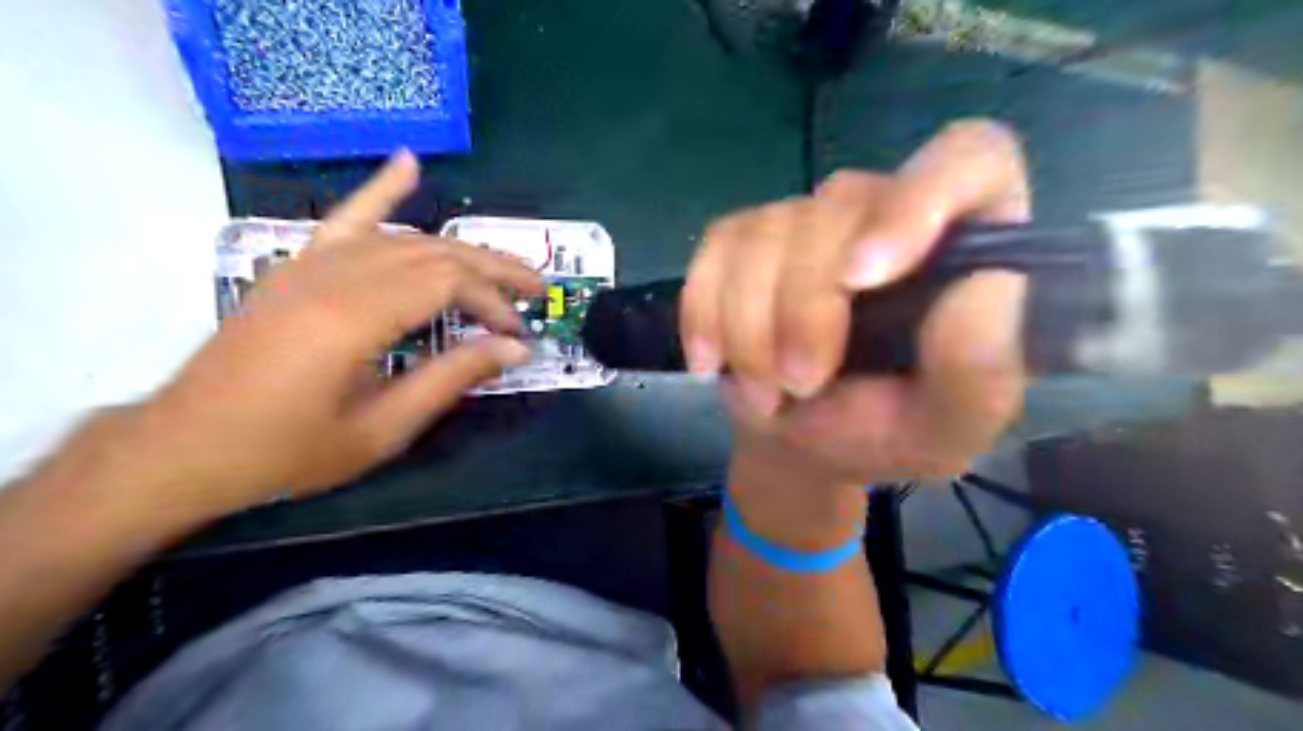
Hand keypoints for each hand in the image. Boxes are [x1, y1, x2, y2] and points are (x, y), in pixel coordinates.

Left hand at [111, 152, 533, 518]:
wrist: (186, 447)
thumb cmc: (288, 450)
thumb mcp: (382, 429)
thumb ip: (450, 379)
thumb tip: (514, 350)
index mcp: (352, 318)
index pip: (445, 283)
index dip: (493, 303)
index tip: (518, 336)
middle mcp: (333, 276)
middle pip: (433, 253)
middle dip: (492, 270)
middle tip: (536, 291)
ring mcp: (309, 264)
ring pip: (403, 238)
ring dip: (460, 249)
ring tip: (502, 266)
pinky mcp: (296, 267)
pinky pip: (346, 218)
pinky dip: (381, 191)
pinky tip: (408, 163)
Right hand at [686, 119, 1035, 495]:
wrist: (805, 443)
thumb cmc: (886, 430)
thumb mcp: (949, 424)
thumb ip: (978, 366)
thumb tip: (977, 284)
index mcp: (963, 245)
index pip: (969, 158)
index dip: (916, 201)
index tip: (863, 277)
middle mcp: (884, 213)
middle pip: (835, 212)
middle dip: (803, 311)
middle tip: (799, 386)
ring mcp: (807, 221)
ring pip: (765, 235)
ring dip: (750, 330)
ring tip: (766, 393)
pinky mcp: (745, 240)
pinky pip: (716, 251)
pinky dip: (705, 314)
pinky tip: (712, 362)